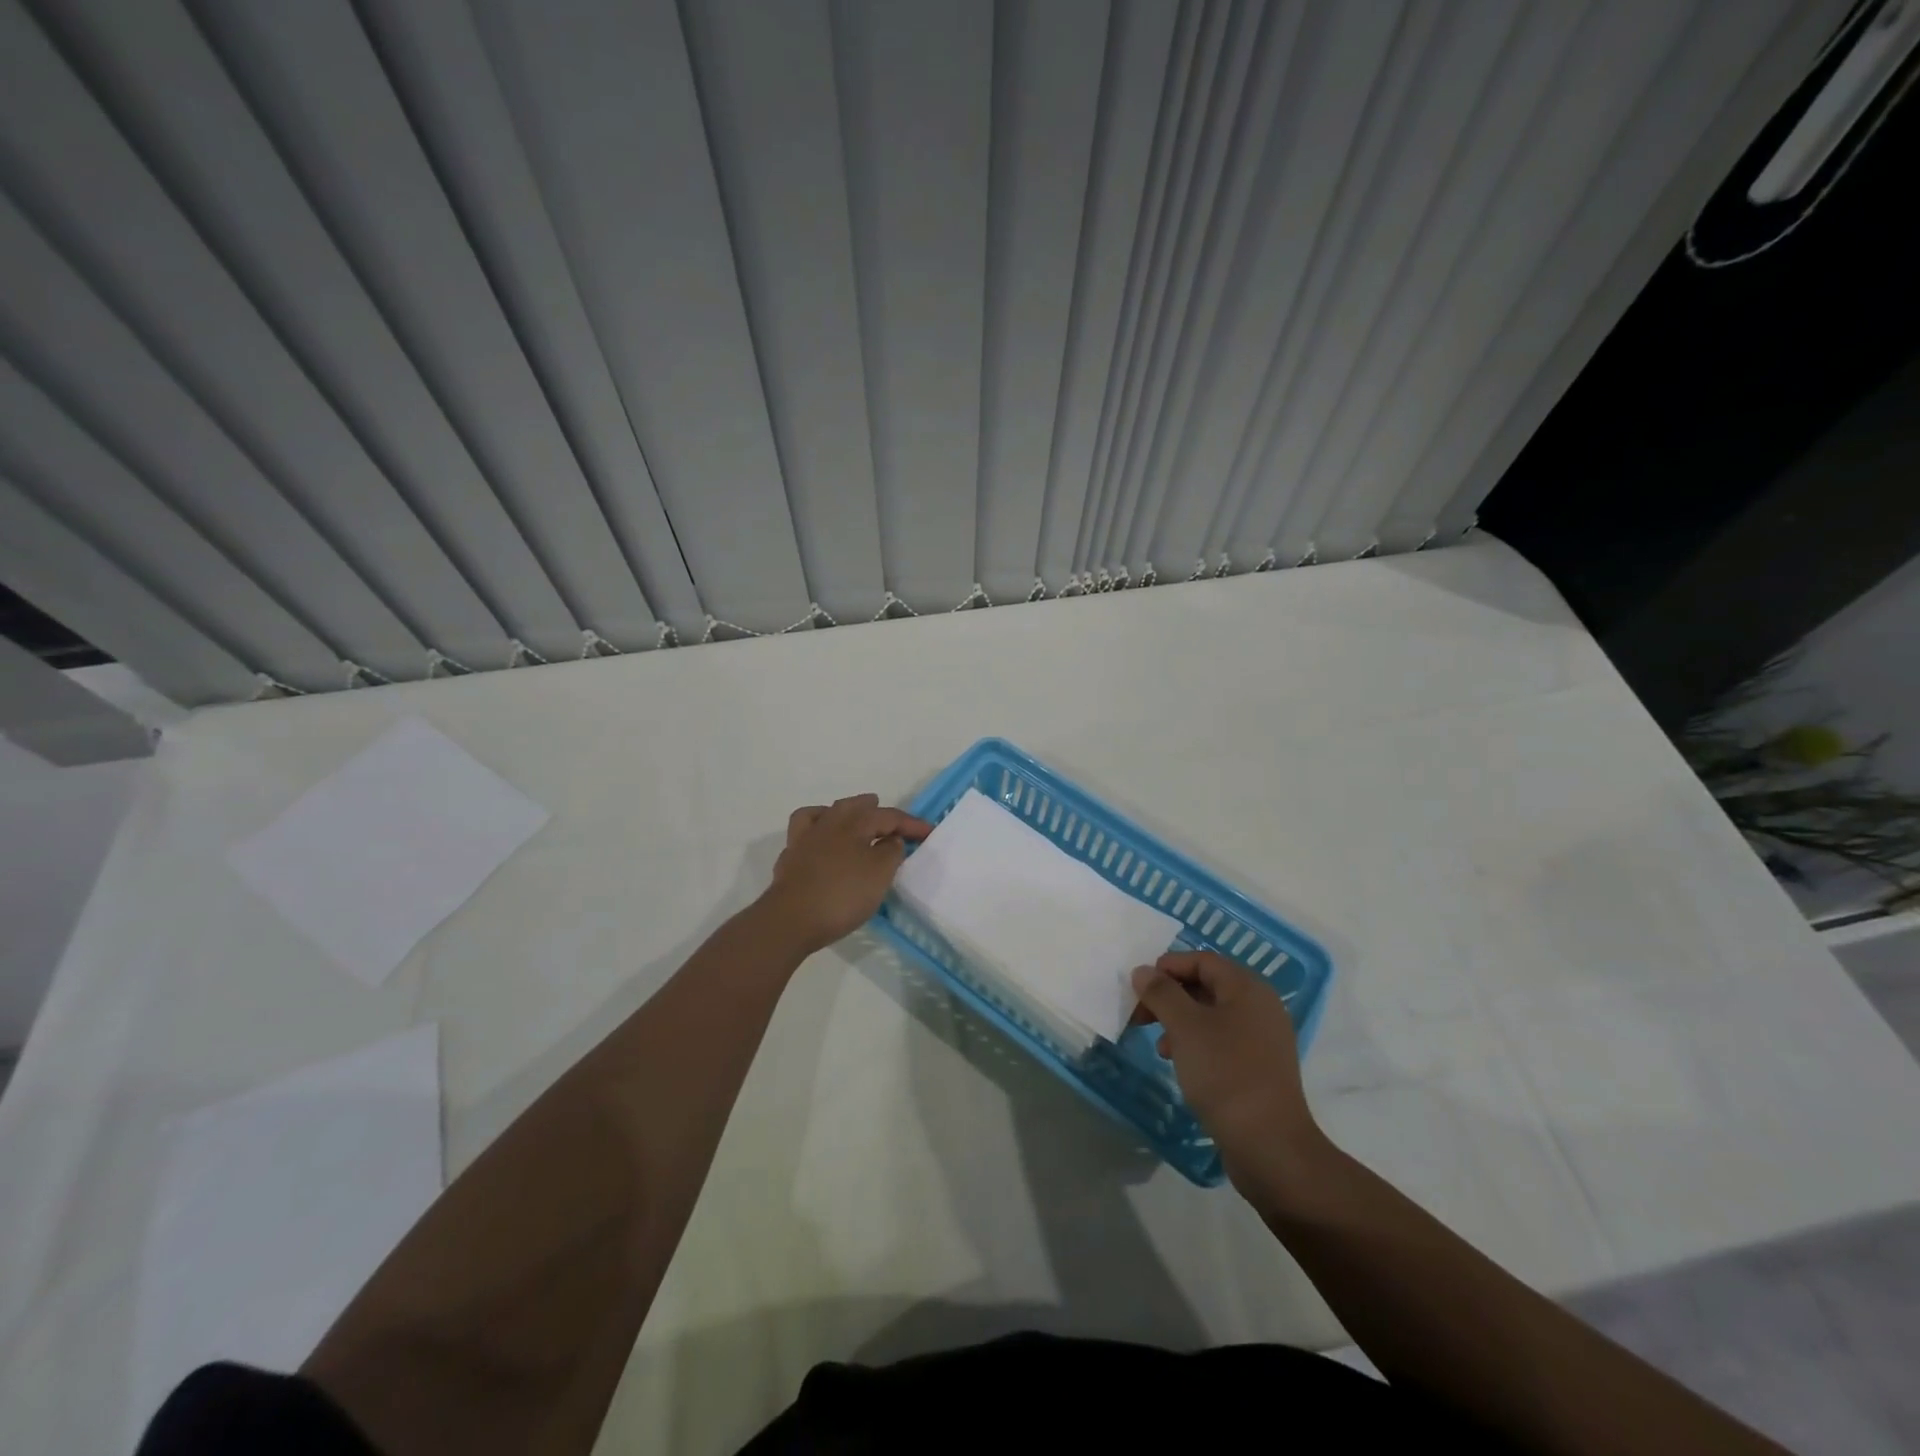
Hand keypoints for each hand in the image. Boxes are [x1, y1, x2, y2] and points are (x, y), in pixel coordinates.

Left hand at [761, 794, 931, 953]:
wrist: (790, 920)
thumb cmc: (842, 894)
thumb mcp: (879, 874)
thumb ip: (890, 852)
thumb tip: (891, 839)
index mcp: (854, 824)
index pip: (888, 816)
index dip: (910, 823)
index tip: (929, 832)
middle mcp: (828, 824)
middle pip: (853, 807)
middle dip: (872, 808)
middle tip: (885, 813)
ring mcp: (805, 840)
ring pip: (825, 814)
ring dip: (842, 812)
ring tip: (852, 819)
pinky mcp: (790, 859)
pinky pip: (804, 832)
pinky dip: (816, 830)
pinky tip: (822, 841)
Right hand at [1130, 951, 1322, 1183]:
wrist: (1269, 1145)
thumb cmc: (1225, 1074)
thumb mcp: (1185, 1027)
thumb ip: (1161, 993)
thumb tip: (1143, 971)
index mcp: (1248, 988)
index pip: (1202, 960)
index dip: (1167, 967)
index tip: (1139, 988)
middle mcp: (1260, 1006)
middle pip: (1206, 985)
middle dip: (1170, 997)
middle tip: (1141, 1016)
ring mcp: (1263, 1038)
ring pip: (1211, 1015)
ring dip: (1179, 1022)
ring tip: (1159, 1046)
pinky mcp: (1260, 1067)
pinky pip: (1222, 1040)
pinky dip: (1196, 1043)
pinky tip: (1180, 1063)